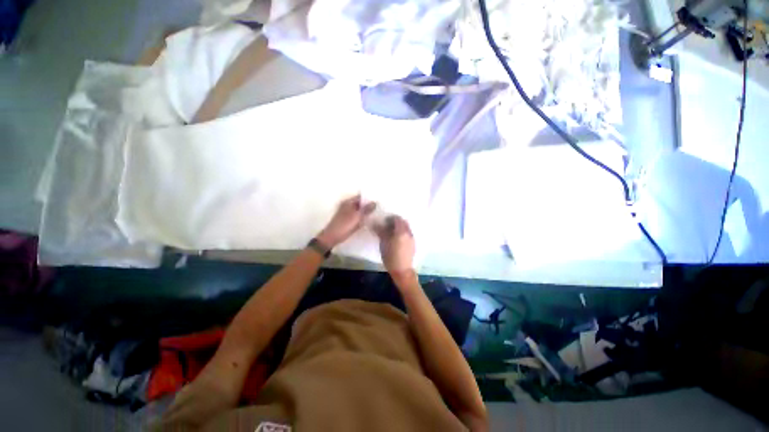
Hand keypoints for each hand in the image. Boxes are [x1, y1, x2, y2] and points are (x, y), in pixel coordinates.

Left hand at [317, 195, 375, 247]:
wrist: (332, 237)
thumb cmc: (344, 225)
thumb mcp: (357, 217)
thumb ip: (366, 209)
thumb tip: (374, 202)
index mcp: (348, 202)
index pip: (360, 197)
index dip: (368, 198)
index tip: (378, 200)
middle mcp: (347, 206)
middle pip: (360, 203)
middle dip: (368, 205)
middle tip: (379, 207)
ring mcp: (347, 214)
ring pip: (359, 211)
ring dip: (365, 212)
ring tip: (376, 213)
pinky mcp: (348, 221)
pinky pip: (357, 217)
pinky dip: (362, 218)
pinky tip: (369, 220)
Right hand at [374, 215, 415, 282]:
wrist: (402, 270)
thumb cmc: (391, 256)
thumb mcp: (383, 243)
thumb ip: (380, 231)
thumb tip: (375, 223)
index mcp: (401, 231)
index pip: (397, 219)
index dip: (391, 218)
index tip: (384, 221)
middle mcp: (408, 233)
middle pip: (403, 222)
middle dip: (396, 222)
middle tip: (387, 226)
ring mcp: (412, 238)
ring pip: (406, 228)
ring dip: (399, 227)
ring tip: (391, 233)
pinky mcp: (413, 244)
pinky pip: (408, 234)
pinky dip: (402, 233)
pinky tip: (396, 240)